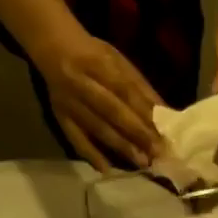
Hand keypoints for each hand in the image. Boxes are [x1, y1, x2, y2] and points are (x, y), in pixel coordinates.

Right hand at [37, 31, 163, 170]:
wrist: (53, 49)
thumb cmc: (94, 54)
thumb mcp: (119, 61)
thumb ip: (140, 86)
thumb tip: (164, 113)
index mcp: (99, 64)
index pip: (126, 92)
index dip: (144, 112)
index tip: (163, 131)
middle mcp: (82, 84)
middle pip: (112, 112)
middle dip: (137, 133)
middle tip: (157, 152)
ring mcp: (69, 103)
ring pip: (97, 128)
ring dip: (120, 146)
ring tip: (141, 162)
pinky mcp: (60, 117)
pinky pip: (75, 138)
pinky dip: (90, 154)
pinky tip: (106, 168)